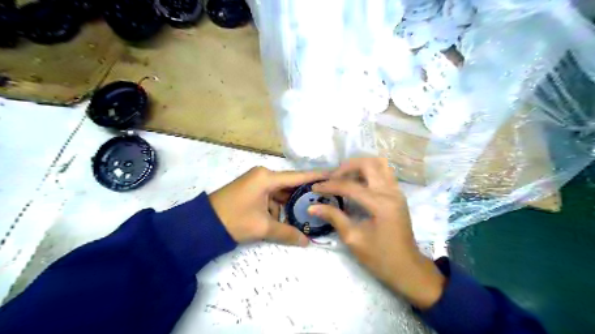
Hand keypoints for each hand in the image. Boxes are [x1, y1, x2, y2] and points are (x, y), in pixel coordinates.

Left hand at [208, 169, 327, 245]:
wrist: (202, 225)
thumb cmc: (234, 220)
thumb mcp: (262, 227)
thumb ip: (286, 233)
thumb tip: (306, 242)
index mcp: (267, 178)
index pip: (298, 176)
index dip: (316, 176)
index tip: (333, 175)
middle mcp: (263, 176)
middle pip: (290, 185)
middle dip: (304, 195)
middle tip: (323, 201)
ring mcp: (256, 183)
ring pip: (280, 193)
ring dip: (289, 205)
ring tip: (305, 215)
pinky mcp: (252, 191)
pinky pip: (271, 197)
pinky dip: (277, 208)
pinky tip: (283, 220)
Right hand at [309, 158, 443, 308]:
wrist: (407, 268)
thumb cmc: (380, 257)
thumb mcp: (353, 238)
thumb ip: (334, 217)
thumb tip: (312, 207)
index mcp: (380, 204)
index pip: (350, 186)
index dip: (329, 186)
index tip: (315, 188)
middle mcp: (391, 192)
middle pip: (368, 164)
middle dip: (346, 167)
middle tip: (332, 178)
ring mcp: (397, 191)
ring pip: (379, 164)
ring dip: (360, 166)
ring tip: (345, 176)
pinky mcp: (398, 194)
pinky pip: (384, 173)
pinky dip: (369, 172)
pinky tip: (358, 183)